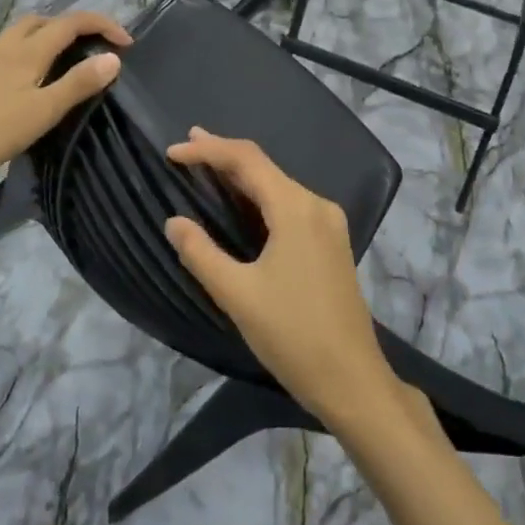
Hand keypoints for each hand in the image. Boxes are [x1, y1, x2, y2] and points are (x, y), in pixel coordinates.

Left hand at [0, 10, 130, 192]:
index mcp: (27, 50)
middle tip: (94, 49)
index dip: (102, 25)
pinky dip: (30, 52)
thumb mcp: (42, 112)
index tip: (127, 43)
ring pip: (23, 34)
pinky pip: (8, 50)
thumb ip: (77, 84)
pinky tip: (30, 80)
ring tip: (67, 63)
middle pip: (44, 20)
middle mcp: (6, 45)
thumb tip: (113, 57)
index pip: (71, 22)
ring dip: (50, 37)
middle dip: (74, 26)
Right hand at [165, 128, 402, 430]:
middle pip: (265, 167)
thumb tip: (174, 222)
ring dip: (242, 176)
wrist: (351, 378)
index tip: (172, 151)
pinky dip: (260, 198)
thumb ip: (201, 253)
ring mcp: (328, 224)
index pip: (247, 160)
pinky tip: (242, 204)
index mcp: (296, 208)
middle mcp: (316, 205)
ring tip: (207, 167)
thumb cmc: (292, 334)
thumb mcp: (237, 295)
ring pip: (278, 186)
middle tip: (186, 146)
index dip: (208, 150)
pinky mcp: (331, 243)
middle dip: (223, 156)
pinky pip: (290, 205)